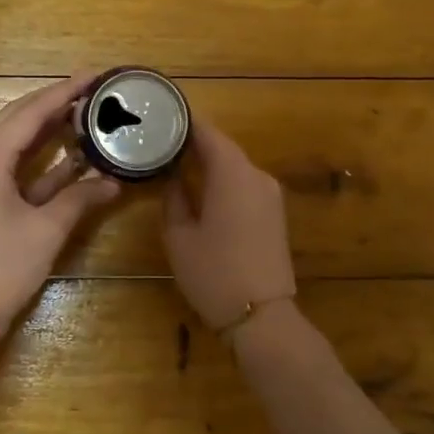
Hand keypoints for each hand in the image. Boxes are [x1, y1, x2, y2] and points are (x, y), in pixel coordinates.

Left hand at [0, 74, 120, 333]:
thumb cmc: (3, 268)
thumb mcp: (47, 230)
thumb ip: (81, 198)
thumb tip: (114, 182)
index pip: (28, 113)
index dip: (63, 92)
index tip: (93, 76)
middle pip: (15, 119)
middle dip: (53, 103)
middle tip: (91, 91)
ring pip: (11, 142)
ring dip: (46, 129)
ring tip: (83, 114)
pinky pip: (8, 166)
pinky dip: (37, 160)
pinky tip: (68, 156)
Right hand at [162, 118, 296, 331]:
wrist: (262, 316)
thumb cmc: (213, 273)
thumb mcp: (179, 236)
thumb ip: (173, 198)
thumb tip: (172, 177)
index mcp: (233, 173)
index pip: (207, 132)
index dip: (183, 122)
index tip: (159, 117)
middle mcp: (257, 175)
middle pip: (222, 148)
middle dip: (193, 143)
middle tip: (159, 142)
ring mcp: (271, 195)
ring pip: (234, 167)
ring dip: (208, 163)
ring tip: (174, 163)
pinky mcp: (275, 214)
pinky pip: (244, 185)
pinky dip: (222, 181)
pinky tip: (200, 189)